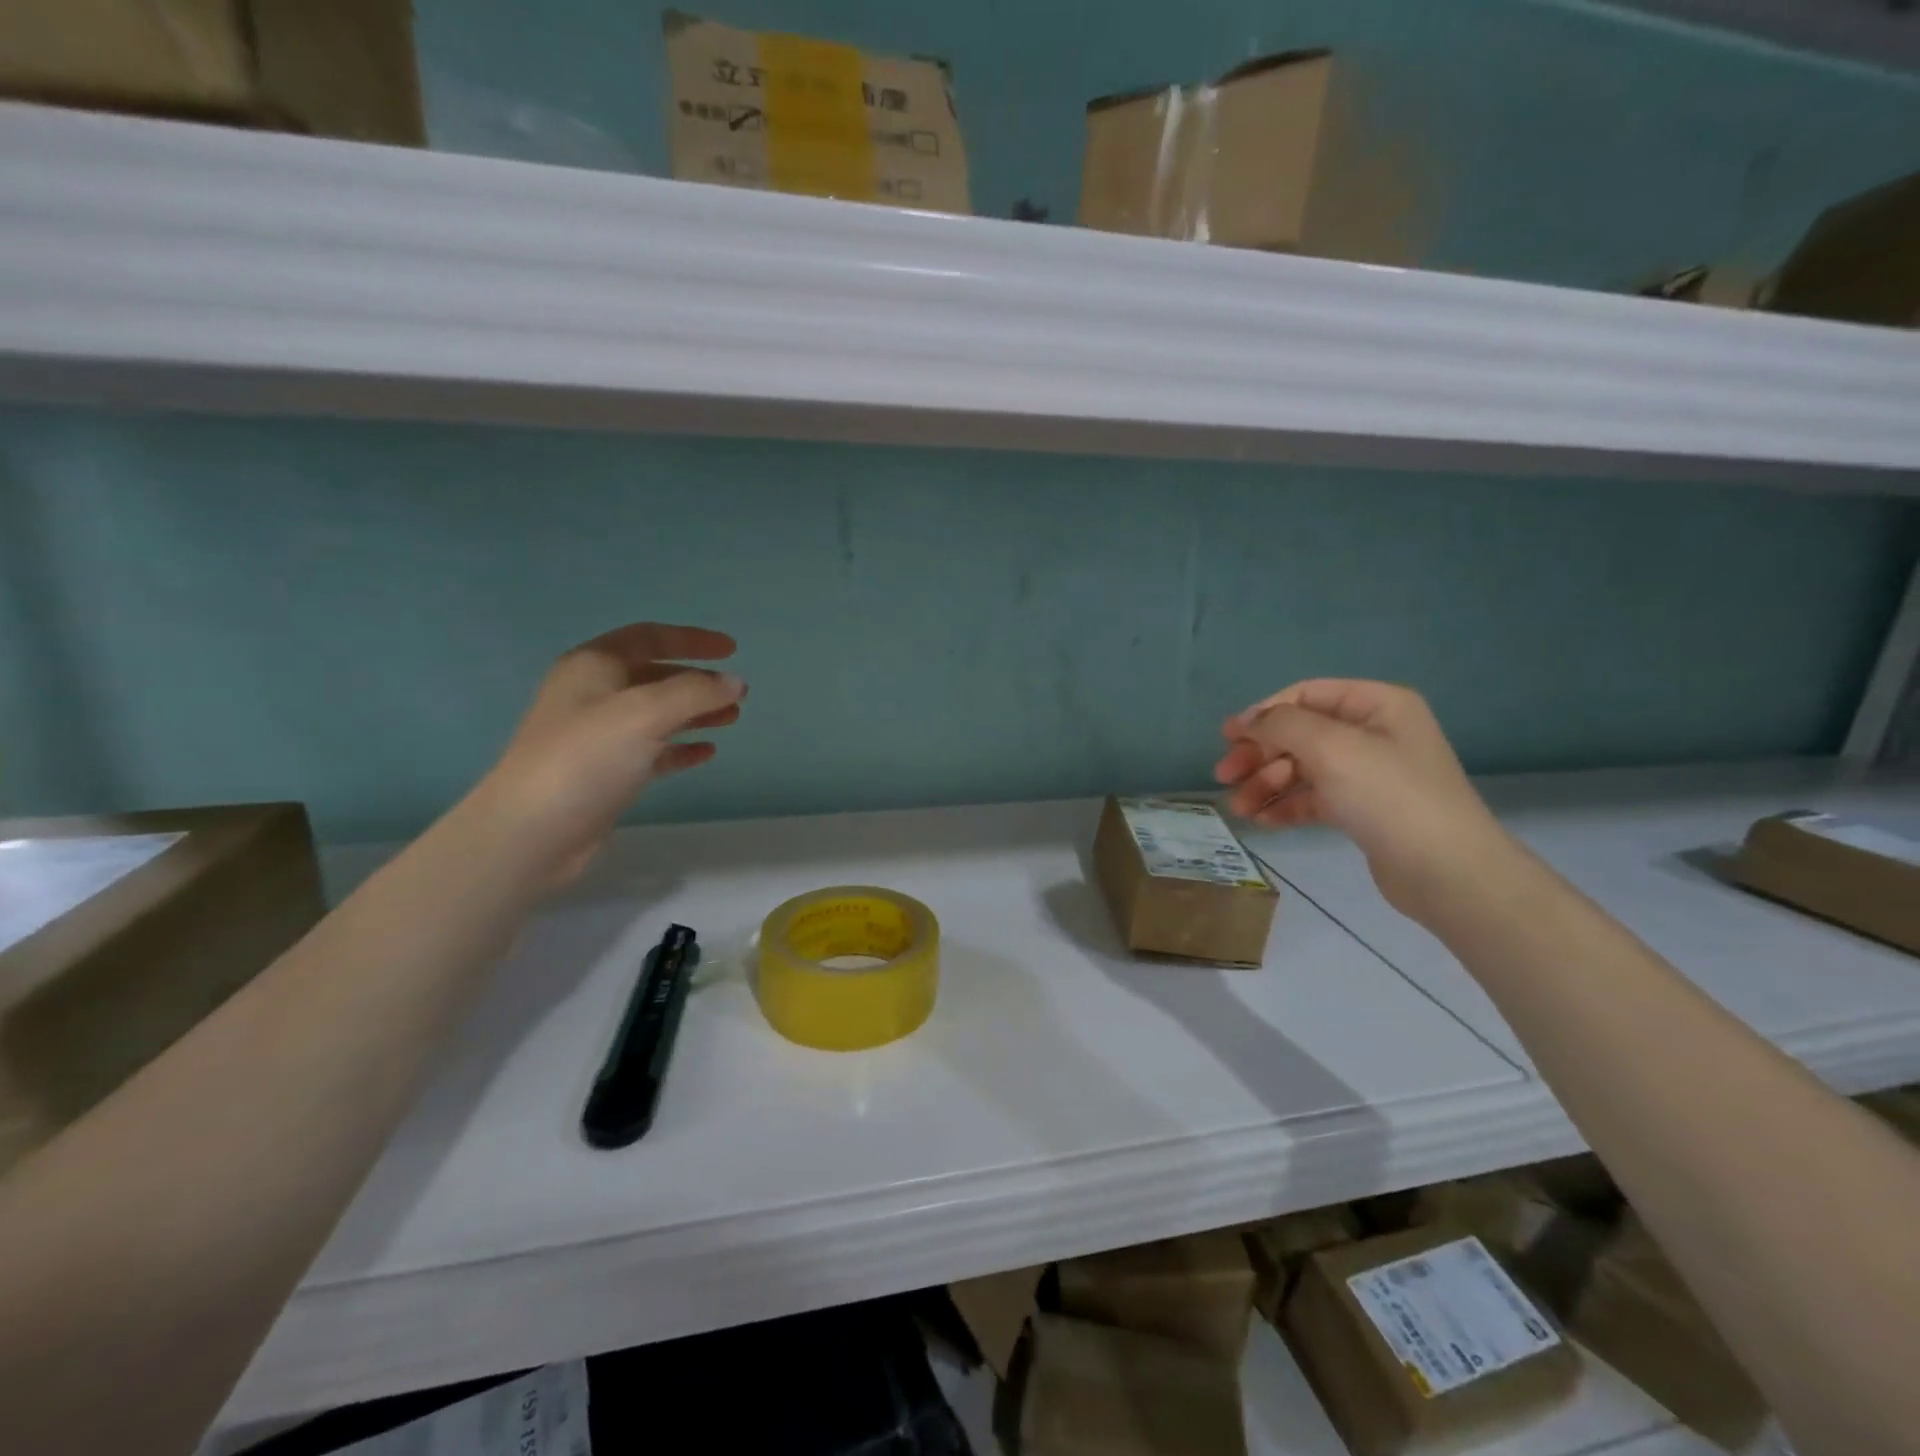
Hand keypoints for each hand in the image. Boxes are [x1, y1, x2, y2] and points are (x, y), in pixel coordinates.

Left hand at [476, 623, 745, 886]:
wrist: (533, 832)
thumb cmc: (586, 759)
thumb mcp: (644, 714)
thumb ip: (695, 693)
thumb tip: (735, 682)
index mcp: (594, 667)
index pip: (649, 638)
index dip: (692, 639)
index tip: (732, 649)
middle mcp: (594, 694)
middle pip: (656, 676)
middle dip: (699, 681)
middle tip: (738, 693)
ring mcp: (598, 735)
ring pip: (657, 714)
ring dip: (695, 713)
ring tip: (733, 719)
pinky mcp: (606, 772)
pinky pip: (652, 750)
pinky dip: (680, 747)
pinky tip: (707, 752)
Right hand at [1214, 680, 1514, 925]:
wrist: (1446, 871)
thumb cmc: (1389, 795)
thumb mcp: (1331, 747)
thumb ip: (1282, 725)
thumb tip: (1247, 721)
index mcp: (1376, 705)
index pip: (1305, 695)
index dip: (1263, 713)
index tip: (1227, 738)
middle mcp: (1373, 733)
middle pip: (1299, 734)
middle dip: (1259, 754)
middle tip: (1224, 776)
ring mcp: (1368, 773)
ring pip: (1302, 768)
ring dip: (1266, 784)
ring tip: (1238, 808)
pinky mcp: (1362, 809)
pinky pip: (1313, 798)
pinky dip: (1285, 805)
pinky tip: (1262, 820)